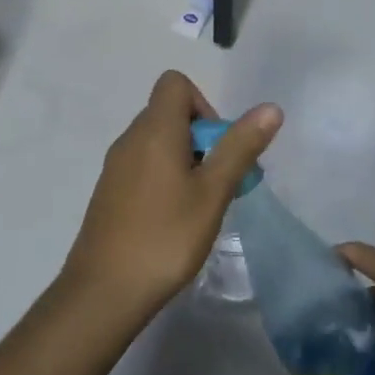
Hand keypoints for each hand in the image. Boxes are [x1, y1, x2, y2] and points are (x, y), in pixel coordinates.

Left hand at [60, 71, 280, 322]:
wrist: (104, 292)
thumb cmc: (165, 237)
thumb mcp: (213, 192)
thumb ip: (240, 147)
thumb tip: (270, 108)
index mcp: (154, 130)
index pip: (175, 83)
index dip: (204, 105)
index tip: (217, 147)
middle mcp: (130, 139)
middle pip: (169, 113)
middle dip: (202, 138)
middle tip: (219, 182)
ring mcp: (115, 166)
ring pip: (158, 143)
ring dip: (186, 161)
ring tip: (202, 205)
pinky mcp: (110, 192)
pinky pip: (144, 166)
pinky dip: (166, 178)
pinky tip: (175, 220)